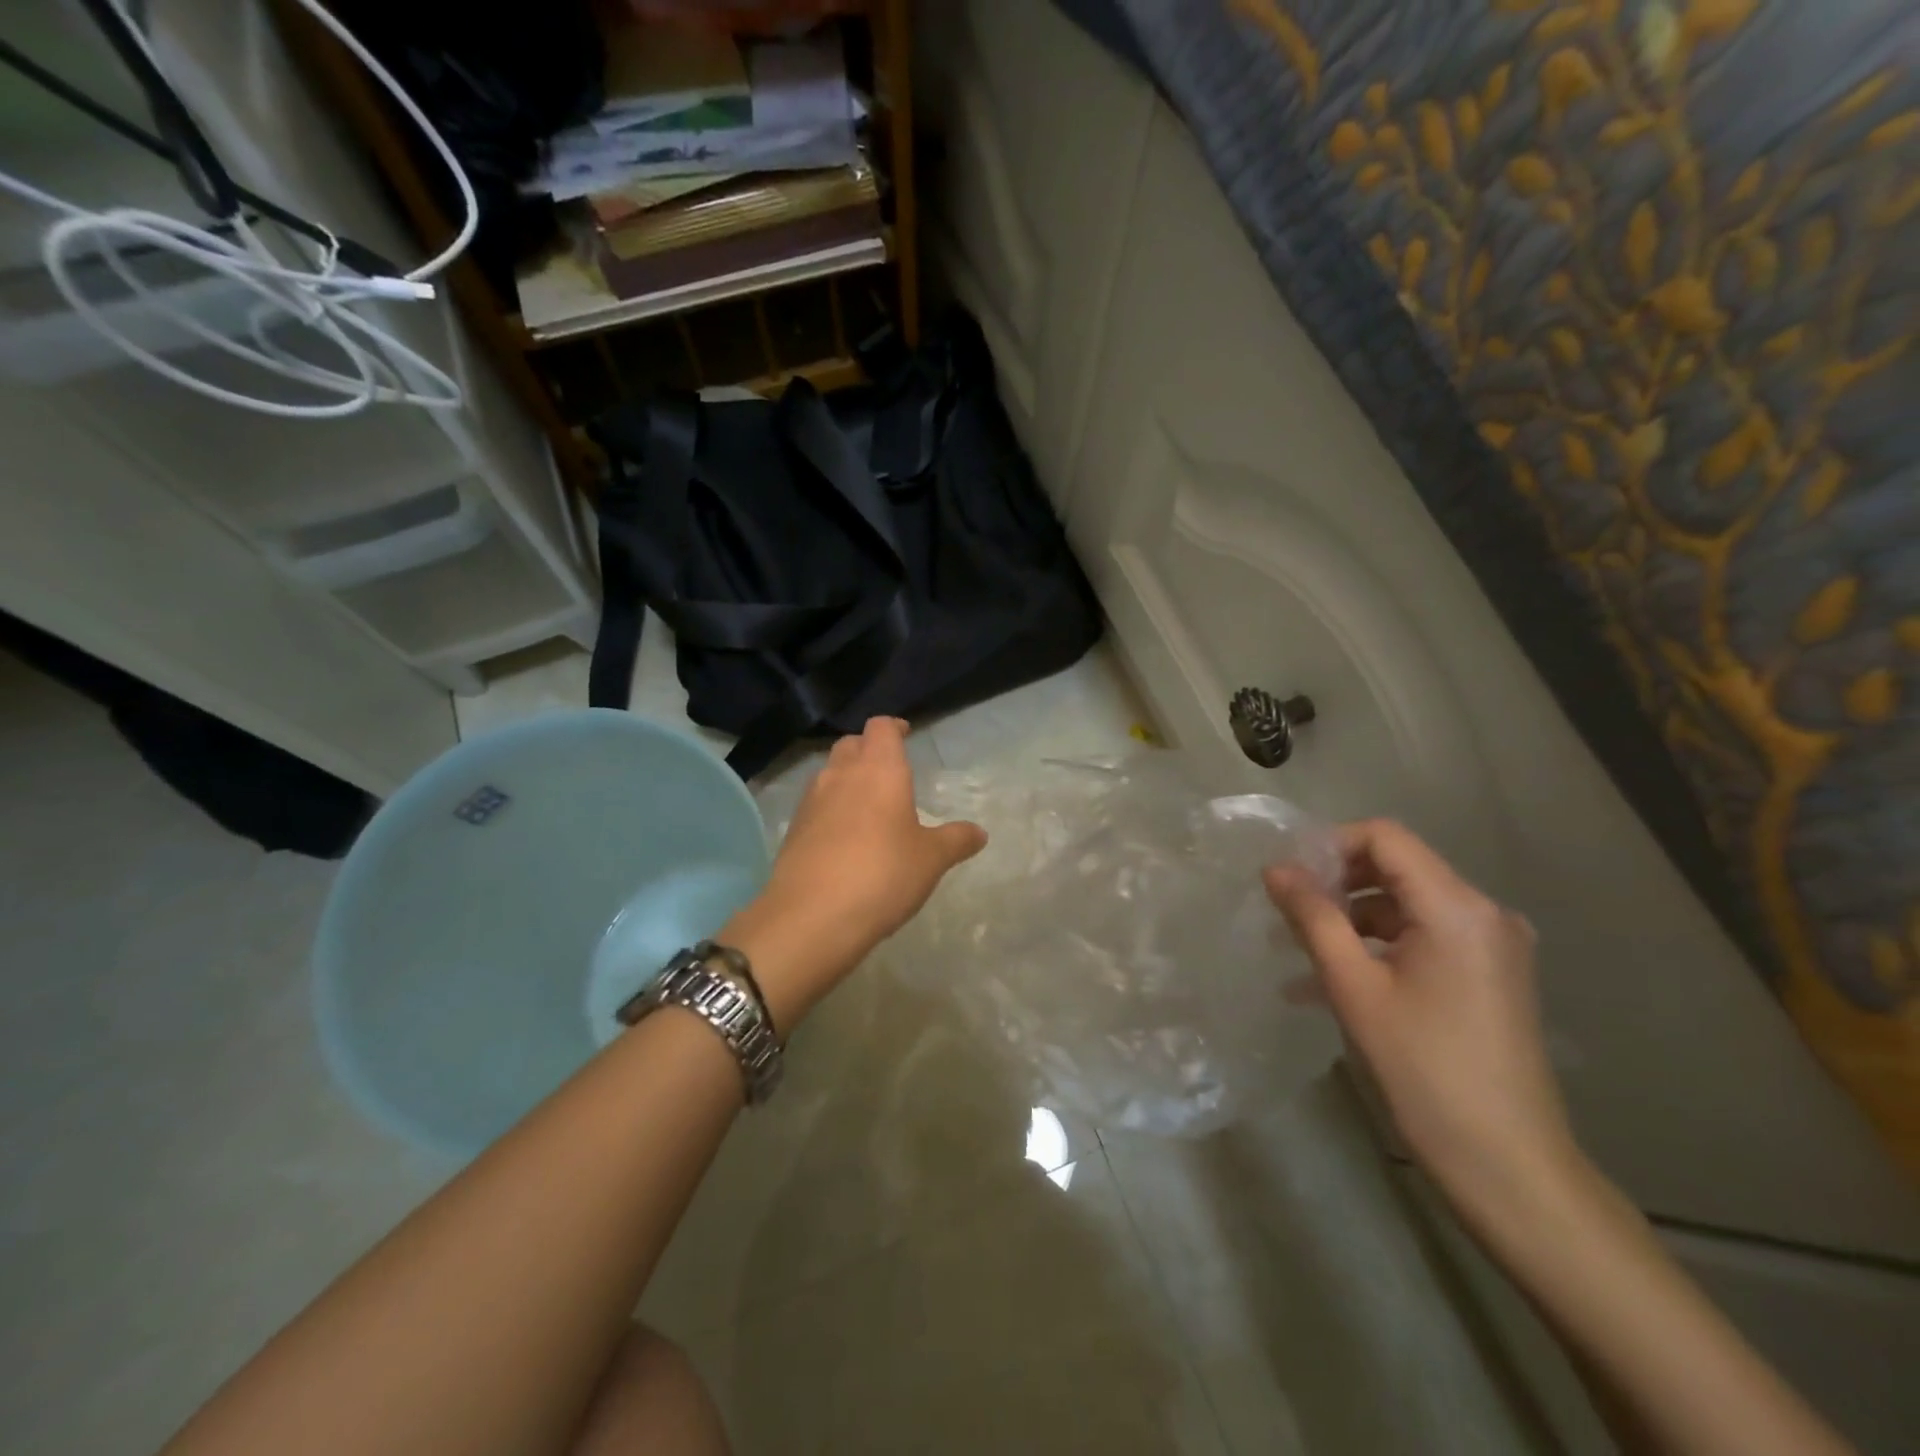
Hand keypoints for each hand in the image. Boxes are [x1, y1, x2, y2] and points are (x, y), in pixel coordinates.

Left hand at [722, 718, 985, 1028]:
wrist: (812, 916)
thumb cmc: (883, 874)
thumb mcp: (931, 860)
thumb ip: (956, 840)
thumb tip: (979, 833)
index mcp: (879, 769)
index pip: (881, 727)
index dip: (894, 727)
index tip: (905, 734)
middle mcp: (841, 774)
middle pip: (851, 744)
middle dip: (869, 749)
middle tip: (888, 769)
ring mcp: (811, 801)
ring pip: (829, 773)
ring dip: (847, 778)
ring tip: (868, 804)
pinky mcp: (793, 830)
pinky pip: (815, 805)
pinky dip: (831, 809)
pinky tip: (844, 837)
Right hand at [1264, 820, 1577, 1211]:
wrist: (1508, 1165)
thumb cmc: (1424, 1069)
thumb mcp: (1353, 987)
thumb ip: (1312, 917)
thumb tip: (1275, 869)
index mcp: (1457, 907)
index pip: (1385, 837)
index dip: (1329, 845)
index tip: (1286, 878)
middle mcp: (1484, 913)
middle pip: (1396, 867)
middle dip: (1335, 883)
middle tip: (1286, 914)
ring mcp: (1493, 946)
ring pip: (1405, 905)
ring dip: (1351, 919)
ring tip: (1299, 953)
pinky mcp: (1490, 975)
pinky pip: (1423, 938)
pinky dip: (1378, 947)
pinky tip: (1333, 981)